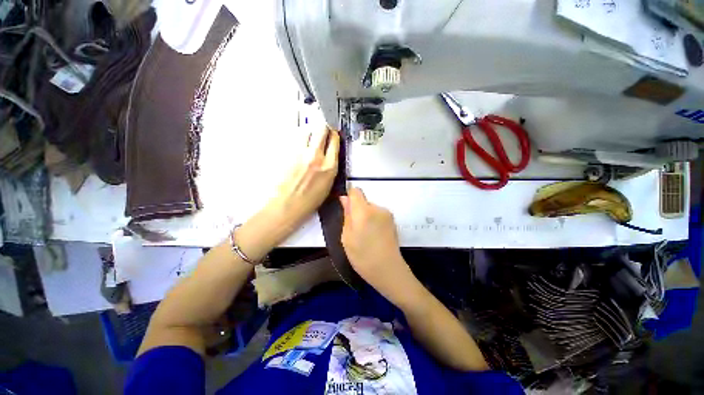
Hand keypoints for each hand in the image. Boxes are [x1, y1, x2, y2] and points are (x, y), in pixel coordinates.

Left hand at [266, 126, 339, 230]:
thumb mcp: (328, 184)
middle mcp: (315, 157)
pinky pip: (295, 139)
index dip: (334, 134)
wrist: (287, 206)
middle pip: (321, 129)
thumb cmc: (308, 201)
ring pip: (307, 130)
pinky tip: (300, 143)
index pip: (334, 140)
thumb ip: (330, 166)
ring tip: (310, 136)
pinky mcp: (287, 154)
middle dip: (323, 126)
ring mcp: (300, 154)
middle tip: (323, 128)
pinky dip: (299, 138)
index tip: (333, 132)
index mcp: (329, 166)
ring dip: (310, 130)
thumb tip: (330, 154)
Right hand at [340, 188, 415, 302]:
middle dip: (357, 211)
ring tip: (365, 235)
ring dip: (365, 217)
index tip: (346, 211)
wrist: (389, 271)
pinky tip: (374, 237)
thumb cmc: (363, 257)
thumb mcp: (347, 238)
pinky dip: (373, 221)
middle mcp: (378, 208)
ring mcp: (387, 214)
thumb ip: (346, 215)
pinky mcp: (393, 221)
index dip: (349, 198)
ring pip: (370, 209)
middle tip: (354, 230)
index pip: (355, 191)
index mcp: (364, 211)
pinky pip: (378, 215)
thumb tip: (345, 198)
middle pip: (363, 201)